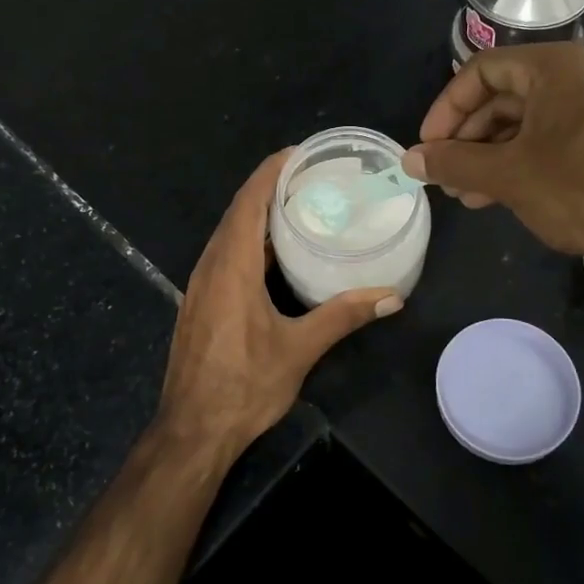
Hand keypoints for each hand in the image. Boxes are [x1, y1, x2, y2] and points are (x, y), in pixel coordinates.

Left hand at [159, 151, 402, 455]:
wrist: (192, 431)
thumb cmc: (244, 386)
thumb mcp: (298, 349)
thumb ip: (342, 317)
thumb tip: (391, 297)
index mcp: (231, 267)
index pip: (248, 202)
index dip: (270, 172)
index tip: (298, 153)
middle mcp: (210, 266)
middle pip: (237, 212)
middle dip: (268, 187)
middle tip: (310, 177)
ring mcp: (200, 285)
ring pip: (228, 233)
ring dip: (257, 213)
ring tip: (297, 204)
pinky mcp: (200, 302)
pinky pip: (224, 254)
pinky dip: (249, 239)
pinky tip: (274, 251)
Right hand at [402, 44, 583, 282]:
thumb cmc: (581, 189)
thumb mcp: (508, 175)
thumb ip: (453, 162)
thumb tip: (409, 158)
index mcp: (554, 67)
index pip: (480, 71)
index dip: (446, 108)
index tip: (428, 145)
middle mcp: (575, 77)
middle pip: (499, 97)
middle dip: (465, 139)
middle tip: (443, 175)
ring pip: (520, 124)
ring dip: (486, 156)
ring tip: (463, 193)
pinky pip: (545, 140)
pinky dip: (515, 163)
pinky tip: (493, 196)